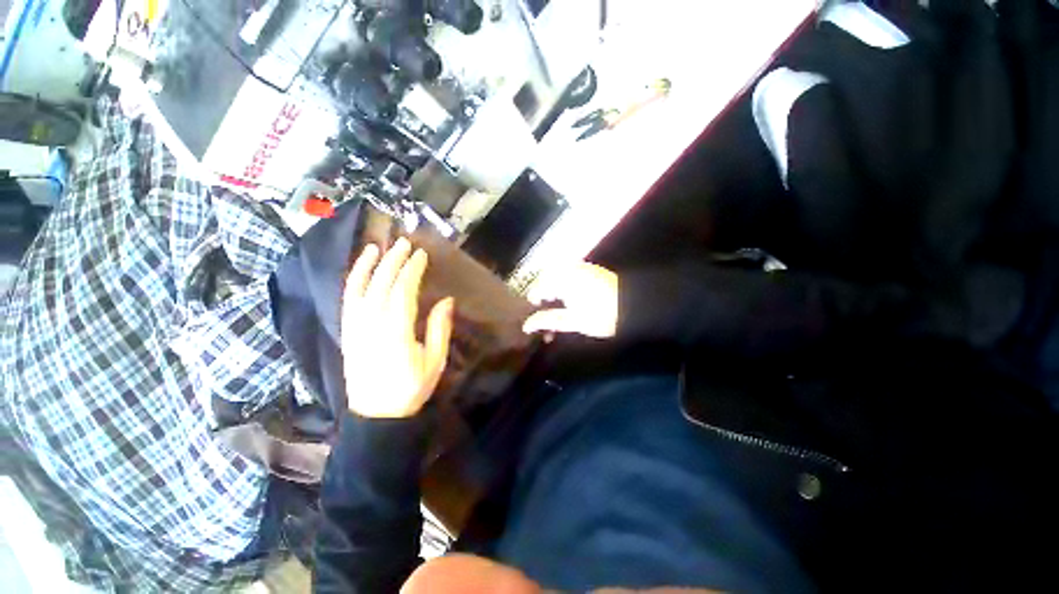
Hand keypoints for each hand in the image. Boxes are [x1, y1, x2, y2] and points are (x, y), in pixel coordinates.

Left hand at [341, 238, 454, 418]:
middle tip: (405, 242)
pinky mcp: (347, 332)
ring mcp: (355, 327)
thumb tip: (445, 300)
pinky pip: (347, 300)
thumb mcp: (434, 362)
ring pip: (360, 288)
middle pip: (381, 284)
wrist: (376, 415)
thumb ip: (440, 329)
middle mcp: (372, 324)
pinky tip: (360, 270)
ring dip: (369, 265)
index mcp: (396, 332)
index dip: (412, 270)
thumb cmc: (411, 389)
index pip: (402, 291)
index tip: (421, 254)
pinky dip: (352, 281)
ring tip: (378, 246)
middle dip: (394, 260)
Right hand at [522, 262, 618, 338]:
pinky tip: (570, 308)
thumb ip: (548, 321)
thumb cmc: (602, 314)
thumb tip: (526, 325)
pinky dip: (565, 294)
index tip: (534, 324)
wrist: (636, 305)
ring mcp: (579, 268)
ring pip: (556, 285)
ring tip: (559, 320)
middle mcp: (567, 269)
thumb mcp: (573, 321)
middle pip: (545, 286)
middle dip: (545, 306)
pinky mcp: (588, 271)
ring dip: (555, 301)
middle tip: (548, 325)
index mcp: (561, 278)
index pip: (536, 290)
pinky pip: (568, 281)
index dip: (533, 308)